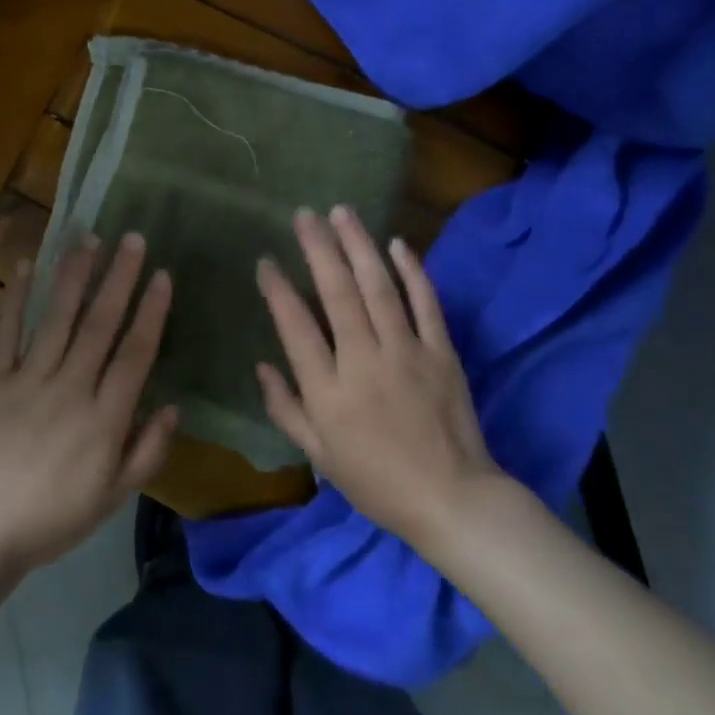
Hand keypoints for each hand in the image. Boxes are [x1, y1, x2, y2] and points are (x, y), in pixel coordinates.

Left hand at [0, 234, 177, 576]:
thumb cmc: (55, 516)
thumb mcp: (113, 496)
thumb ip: (147, 451)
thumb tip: (174, 406)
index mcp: (104, 419)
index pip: (135, 354)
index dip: (151, 312)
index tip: (162, 275)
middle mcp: (70, 389)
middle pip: (100, 324)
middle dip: (118, 278)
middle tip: (133, 239)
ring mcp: (28, 381)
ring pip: (57, 319)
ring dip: (74, 276)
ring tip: (89, 239)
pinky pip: (4, 333)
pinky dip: (14, 298)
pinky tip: (24, 265)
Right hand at [255, 206, 498, 548]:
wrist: (453, 501)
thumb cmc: (378, 481)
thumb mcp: (320, 456)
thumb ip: (286, 409)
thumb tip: (261, 366)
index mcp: (330, 391)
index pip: (296, 328)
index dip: (278, 290)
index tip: (266, 261)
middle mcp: (365, 362)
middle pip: (337, 294)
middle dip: (318, 248)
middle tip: (304, 214)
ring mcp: (407, 352)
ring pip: (378, 287)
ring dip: (358, 245)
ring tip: (341, 212)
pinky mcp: (440, 351)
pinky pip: (425, 302)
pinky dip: (411, 270)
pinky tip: (396, 243)